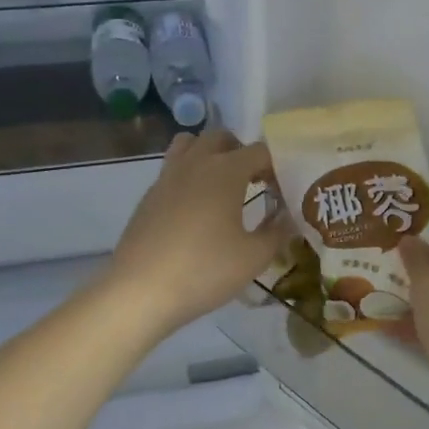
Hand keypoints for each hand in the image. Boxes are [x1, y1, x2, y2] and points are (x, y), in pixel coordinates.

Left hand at [105, 130, 287, 337]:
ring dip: (210, 155)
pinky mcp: (149, 196)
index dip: (277, 167)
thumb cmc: (204, 270)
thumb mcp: (254, 257)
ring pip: (190, 145)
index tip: (283, 192)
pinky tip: (196, 210)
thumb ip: (277, 232)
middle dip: (242, 153)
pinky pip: (173, 169)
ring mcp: (167, 176)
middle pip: (222, 138)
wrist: (140, 291)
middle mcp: (196, 163)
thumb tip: (289, 218)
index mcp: (226, 170)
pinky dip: (190, 176)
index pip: (260, 151)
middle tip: (254, 182)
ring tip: (222, 186)